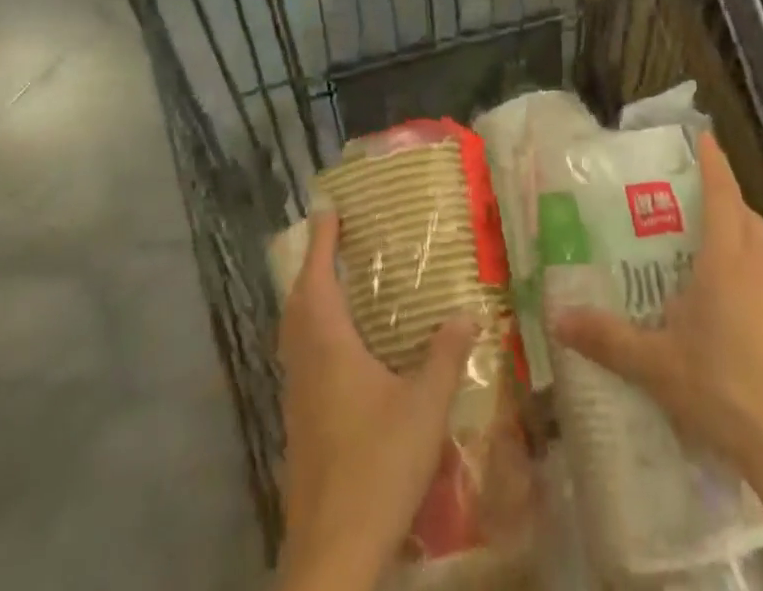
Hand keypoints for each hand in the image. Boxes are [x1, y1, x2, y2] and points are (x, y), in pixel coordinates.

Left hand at [277, 211, 478, 590]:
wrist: (332, 553)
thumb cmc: (377, 466)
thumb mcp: (425, 407)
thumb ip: (446, 356)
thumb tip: (468, 312)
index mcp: (329, 347)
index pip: (318, 278)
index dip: (322, 241)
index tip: (328, 210)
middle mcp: (305, 364)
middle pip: (298, 302)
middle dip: (312, 266)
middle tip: (333, 243)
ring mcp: (296, 398)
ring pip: (295, 333)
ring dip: (309, 301)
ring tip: (335, 286)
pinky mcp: (299, 426)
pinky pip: (301, 360)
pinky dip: (313, 334)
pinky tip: (341, 353)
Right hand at [552, 133, 762, 480]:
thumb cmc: (723, 389)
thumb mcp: (655, 365)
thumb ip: (607, 339)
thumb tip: (558, 320)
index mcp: (727, 263)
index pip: (723, 196)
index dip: (715, 164)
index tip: (705, 136)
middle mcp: (760, 274)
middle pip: (750, 220)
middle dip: (729, 201)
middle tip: (699, 199)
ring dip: (742, 245)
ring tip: (708, 262)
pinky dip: (752, 290)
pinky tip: (732, 324)